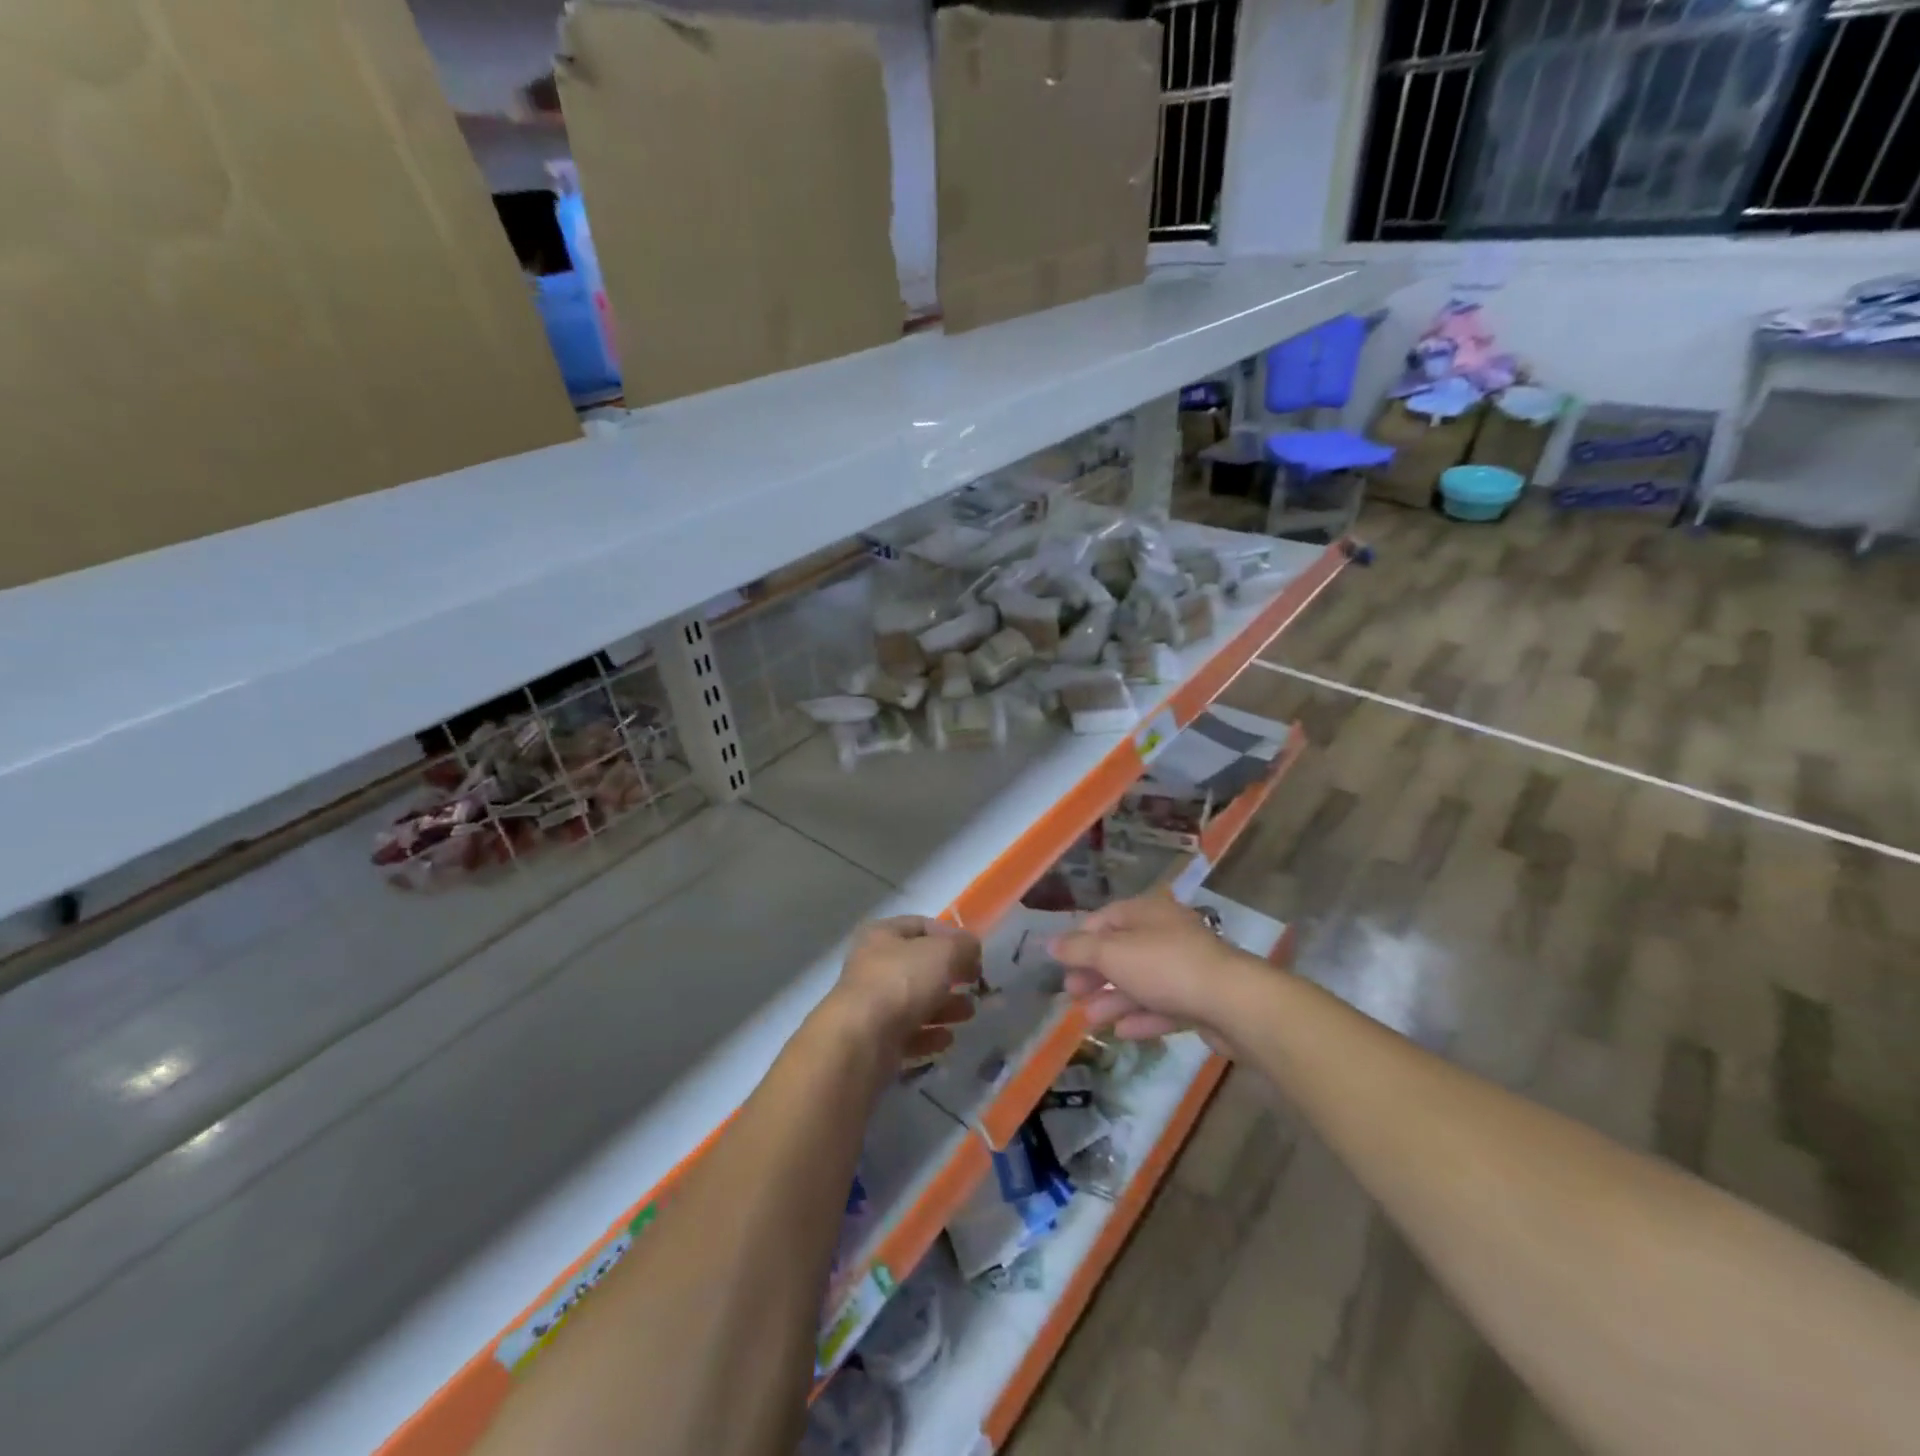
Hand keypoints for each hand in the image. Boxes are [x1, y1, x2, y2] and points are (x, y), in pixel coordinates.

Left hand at [828, 916, 980, 1063]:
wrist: (861, 1041)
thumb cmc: (901, 982)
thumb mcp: (943, 952)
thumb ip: (963, 946)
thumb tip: (970, 948)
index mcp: (882, 935)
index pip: (921, 925)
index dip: (950, 936)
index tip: (975, 954)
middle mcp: (872, 966)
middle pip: (919, 966)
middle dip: (950, 975)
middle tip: (975, 985)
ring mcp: (871, 1005)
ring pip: (915, 1001)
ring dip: (945, 1006)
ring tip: (969, 1014)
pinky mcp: (874, 1040)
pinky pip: (907, 1033)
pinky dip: (929, 1035)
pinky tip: (947, 1039)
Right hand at [1050, 892, 1264, 1041]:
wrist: (1233, 1003)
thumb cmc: (1165, 967)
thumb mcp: (1112, 954)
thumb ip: (1079, 949)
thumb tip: (1051, 943)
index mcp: (1147, 912)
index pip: (1105, 918)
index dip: (1080, 940)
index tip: (1062, 964)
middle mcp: (1167, 933)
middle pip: (1122, 951)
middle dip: (1095, 973)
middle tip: (1073, 994)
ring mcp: (1186, 967)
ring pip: (1141, 981)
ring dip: (1113, 999)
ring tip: (1091, 1019)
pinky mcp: (1201, 999)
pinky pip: (1164, 1005)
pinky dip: (1142, 1016)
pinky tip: (1123, 1033)